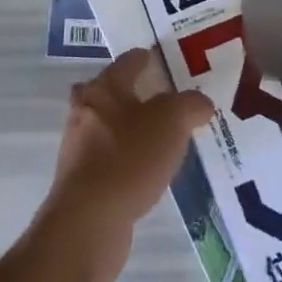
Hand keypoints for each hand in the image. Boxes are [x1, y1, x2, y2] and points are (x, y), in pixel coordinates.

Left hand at [37, 48, 213, 272]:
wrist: (88, 223)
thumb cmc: (128, 158)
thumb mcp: (171, 122)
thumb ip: (190, 105)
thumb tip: (201, 103)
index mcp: (103, 89)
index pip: (128, 62)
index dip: (147, 58)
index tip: (162, 58)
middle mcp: (85, 113)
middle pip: (113, 94)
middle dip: (136, 94)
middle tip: (166, 98)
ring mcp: (80, 149)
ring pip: (111, 128)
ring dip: (133, 129)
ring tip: (165, 137)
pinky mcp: (83, 183)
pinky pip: (112, 159)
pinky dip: (129, 159)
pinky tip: (149, 171)